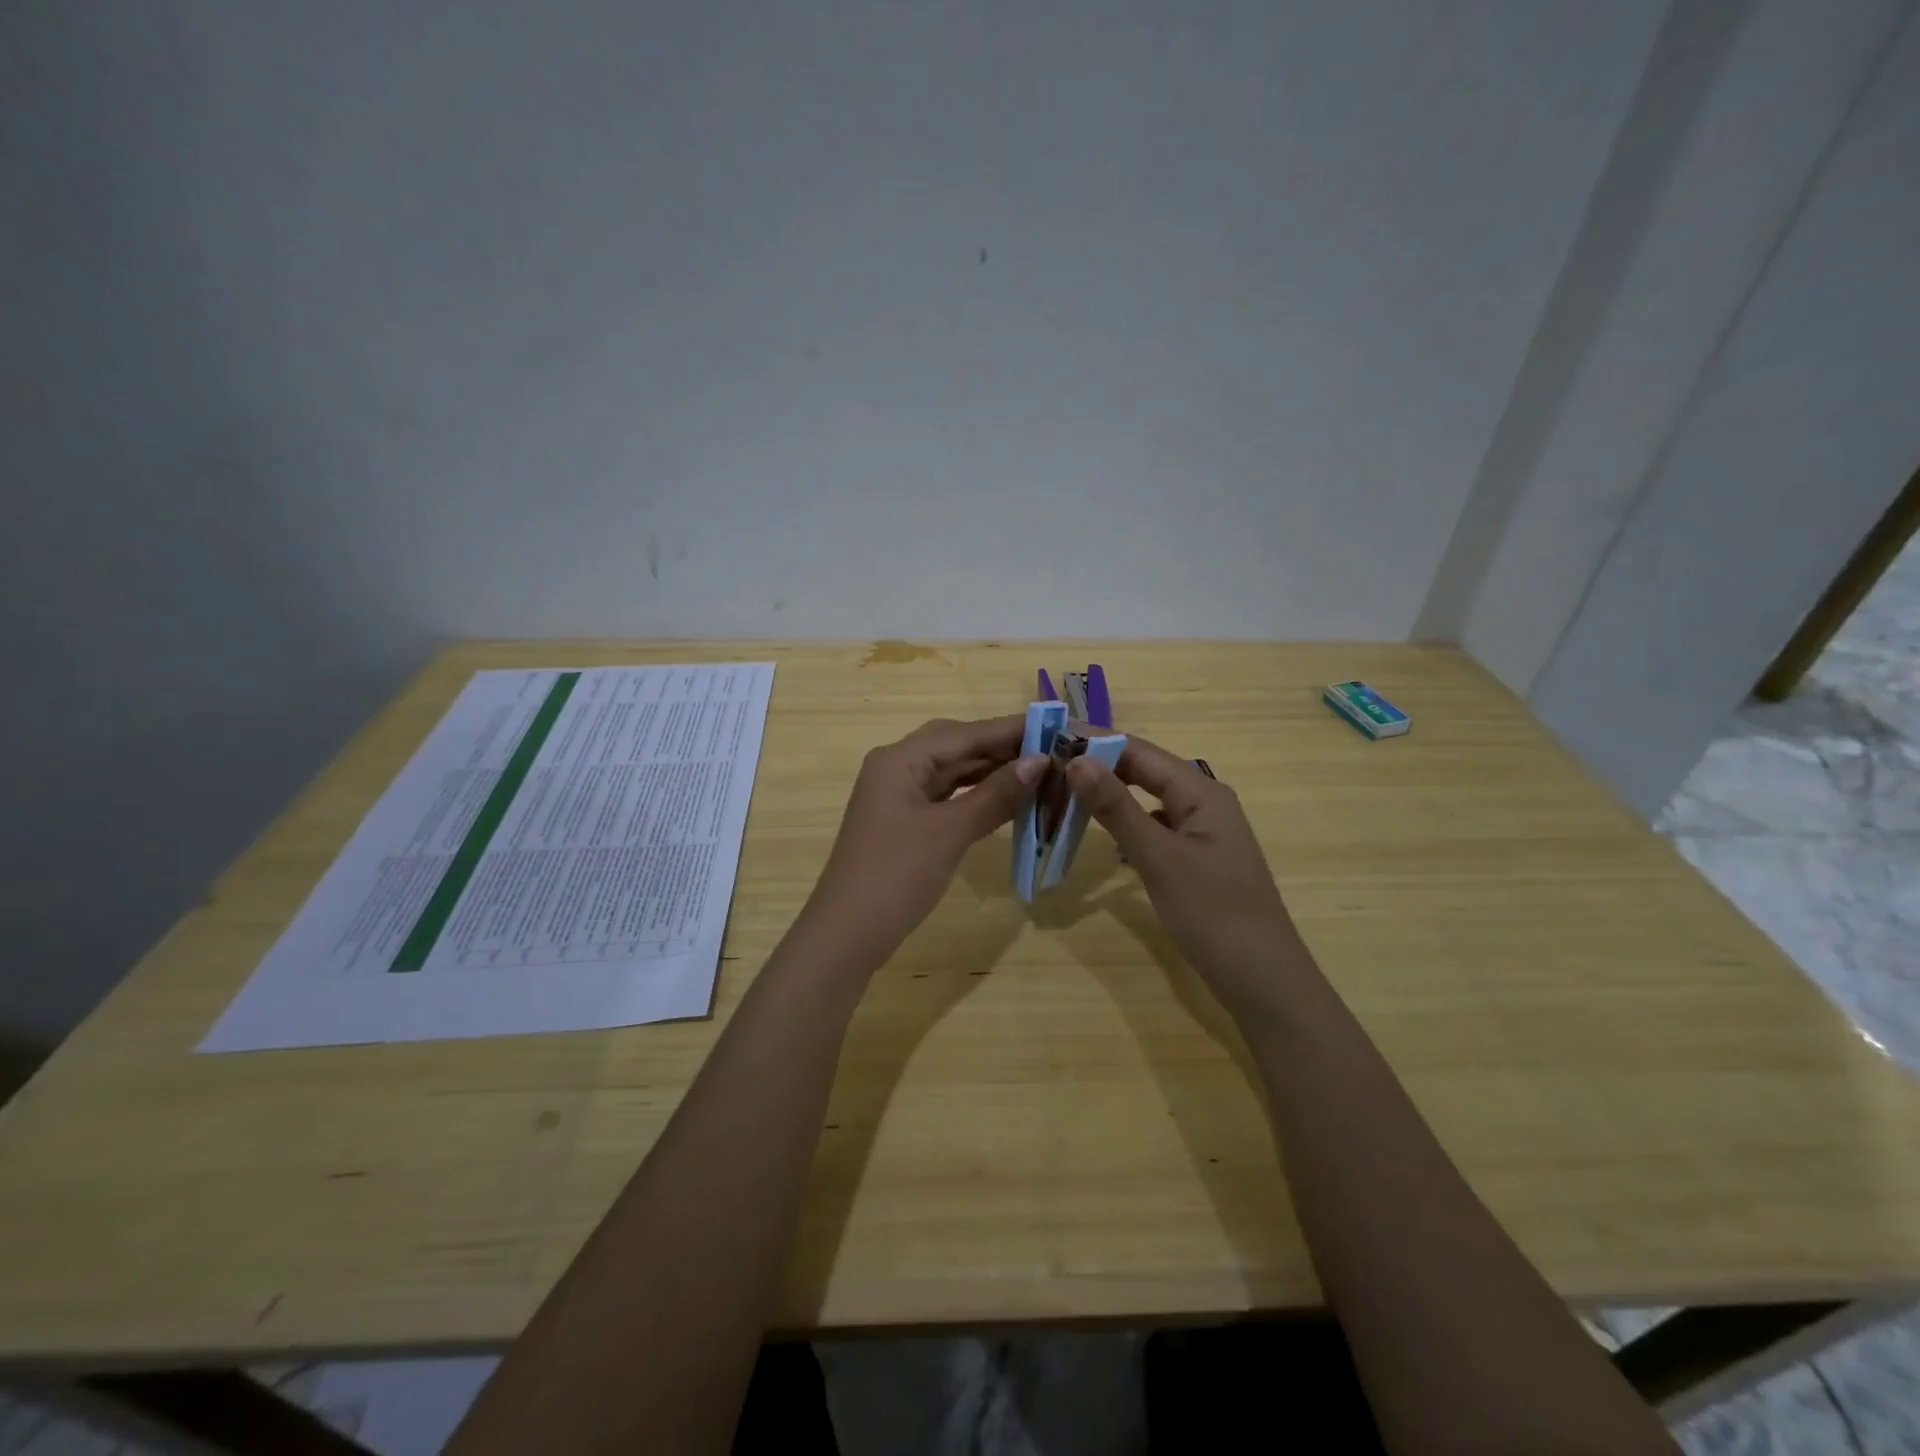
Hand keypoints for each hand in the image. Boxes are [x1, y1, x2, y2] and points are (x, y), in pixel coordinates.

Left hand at [802, 716, 1046, 965]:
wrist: (847, 933)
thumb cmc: (896, 875)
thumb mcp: (949, 832)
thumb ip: (995, 794)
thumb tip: (1039, 762)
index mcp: (900, 759)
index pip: (964, 733)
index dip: (1010, 730)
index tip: (1056, 725)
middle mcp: (897, 767)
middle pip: (956, 746)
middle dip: (1002, 748)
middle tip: (1051, 751)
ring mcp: (898, 796)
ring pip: (952, 772)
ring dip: (991, 772)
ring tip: (1038, 773)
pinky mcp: (904, 821)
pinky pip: (946, 797)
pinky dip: (976, 796)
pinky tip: (1006, 799)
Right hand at [1067, 739, 1304, 1011]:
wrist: (1262, 980)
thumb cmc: (1213, 914)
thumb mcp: (1159, 858)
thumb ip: (1117, 808)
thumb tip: (1077, 761)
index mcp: (1201, 792)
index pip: (1140, 751)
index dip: (1096, 740)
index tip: (1050, 736)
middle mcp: (1203, 801)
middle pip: (1144, 770)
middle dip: (1098, 764)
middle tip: (1047, 764)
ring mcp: (1200, 831)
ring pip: (1147, 798)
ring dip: (1108, 792)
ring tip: (1063, 789)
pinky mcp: (1194, 857)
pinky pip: (1153, 825)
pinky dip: (1123, 822)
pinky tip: (1098, 828)